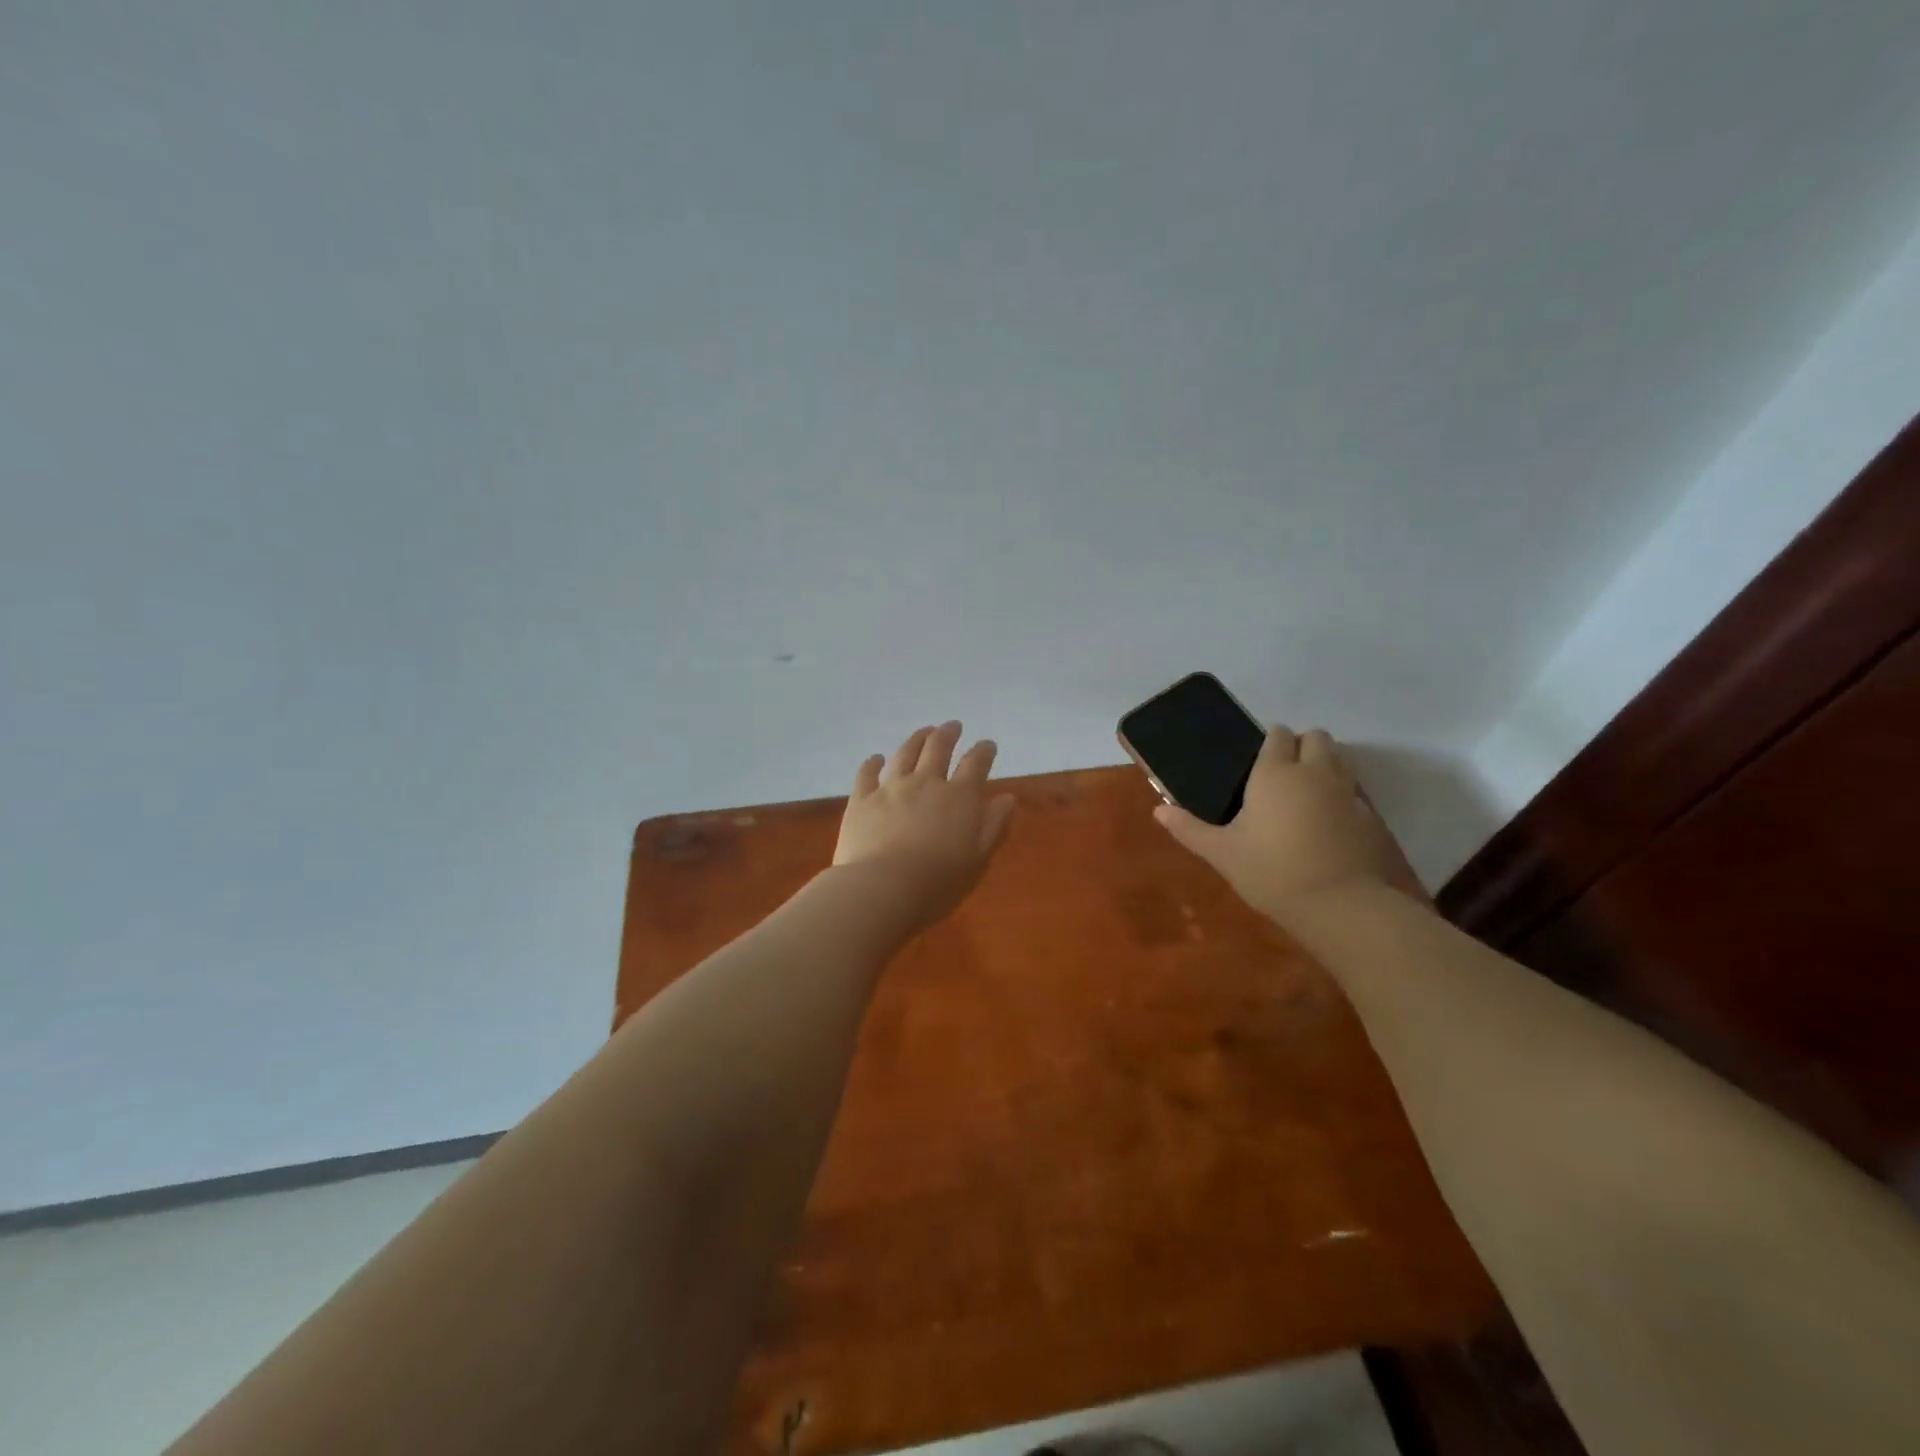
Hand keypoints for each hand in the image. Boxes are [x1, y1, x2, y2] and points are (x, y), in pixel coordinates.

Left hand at [833, 721, 1015, 931]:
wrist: (882, 888)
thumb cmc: (938, 881)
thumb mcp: (978, 858)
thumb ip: (994, 825)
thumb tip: (1007, 798)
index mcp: (958, 797)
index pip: (975, 764)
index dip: (983, 751)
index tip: (987, 744)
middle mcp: (925, 783)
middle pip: (938, 748)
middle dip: (948, 734)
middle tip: (953, 726)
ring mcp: (891, 788)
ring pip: (905, 754)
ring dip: (916, 739)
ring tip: (924, 731)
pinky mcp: (862, 800)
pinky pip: (867, 774)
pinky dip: (873, 763)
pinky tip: (876, 759)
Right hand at [1153, 727, 1426, 921]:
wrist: (1338, 905)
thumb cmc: (1270, 871)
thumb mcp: (1221, 853)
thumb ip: (1189, 829)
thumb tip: (1158, 811)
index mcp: (1274, 773)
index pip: (1277, 735)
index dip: (1270, 741)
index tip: (1257, 760)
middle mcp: (1313, 772)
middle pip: (1316, 738)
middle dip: (1302, 745)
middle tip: (1283, 772)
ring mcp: (1346, 793)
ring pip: (1341, 759)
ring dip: (1326, 765)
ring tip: (1305, 793)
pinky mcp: (1368, 818)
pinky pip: (1354, 793)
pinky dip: (1342, 797)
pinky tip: (1327, 822)